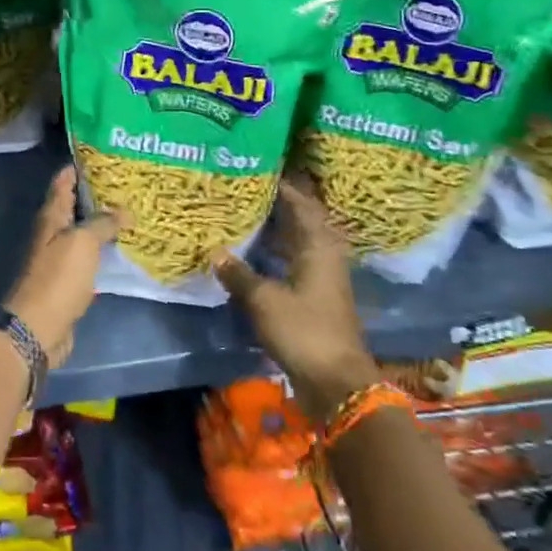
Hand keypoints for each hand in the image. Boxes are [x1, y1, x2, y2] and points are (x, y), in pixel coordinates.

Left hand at [1, 166, 123, 366]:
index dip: (78, 167)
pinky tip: (120, 247)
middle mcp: (52, 233)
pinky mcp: (67, 281)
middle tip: (126, 183)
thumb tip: (124, 210)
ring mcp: (58, 258)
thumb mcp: (83, 242)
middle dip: (94, 194)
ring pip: (81, 232)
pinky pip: (87, 256)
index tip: (101, 155)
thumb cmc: (58, 278)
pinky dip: (101, 248)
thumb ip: (103, 223)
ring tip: (129, 212)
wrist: (39, 326)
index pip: (62, 182)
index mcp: (51, 217)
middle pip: (72, 206)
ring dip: (100, 222)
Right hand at [212, 178, 378, 421]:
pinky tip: (256, 252)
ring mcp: (323, 278)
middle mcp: (325, 256)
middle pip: (304, 220)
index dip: (284, 186)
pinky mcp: (317, 297)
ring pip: (300, 241)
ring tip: (250, 212)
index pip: (302, 204)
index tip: (261, 169)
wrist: (336, 381)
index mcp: (318, 247)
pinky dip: (277, 251)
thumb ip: (239, 274)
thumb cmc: (303, 331)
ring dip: (279, 227)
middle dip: (281, 202)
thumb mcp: (264, 300)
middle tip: (252, 187)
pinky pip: (296, 261)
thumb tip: (216, 252)